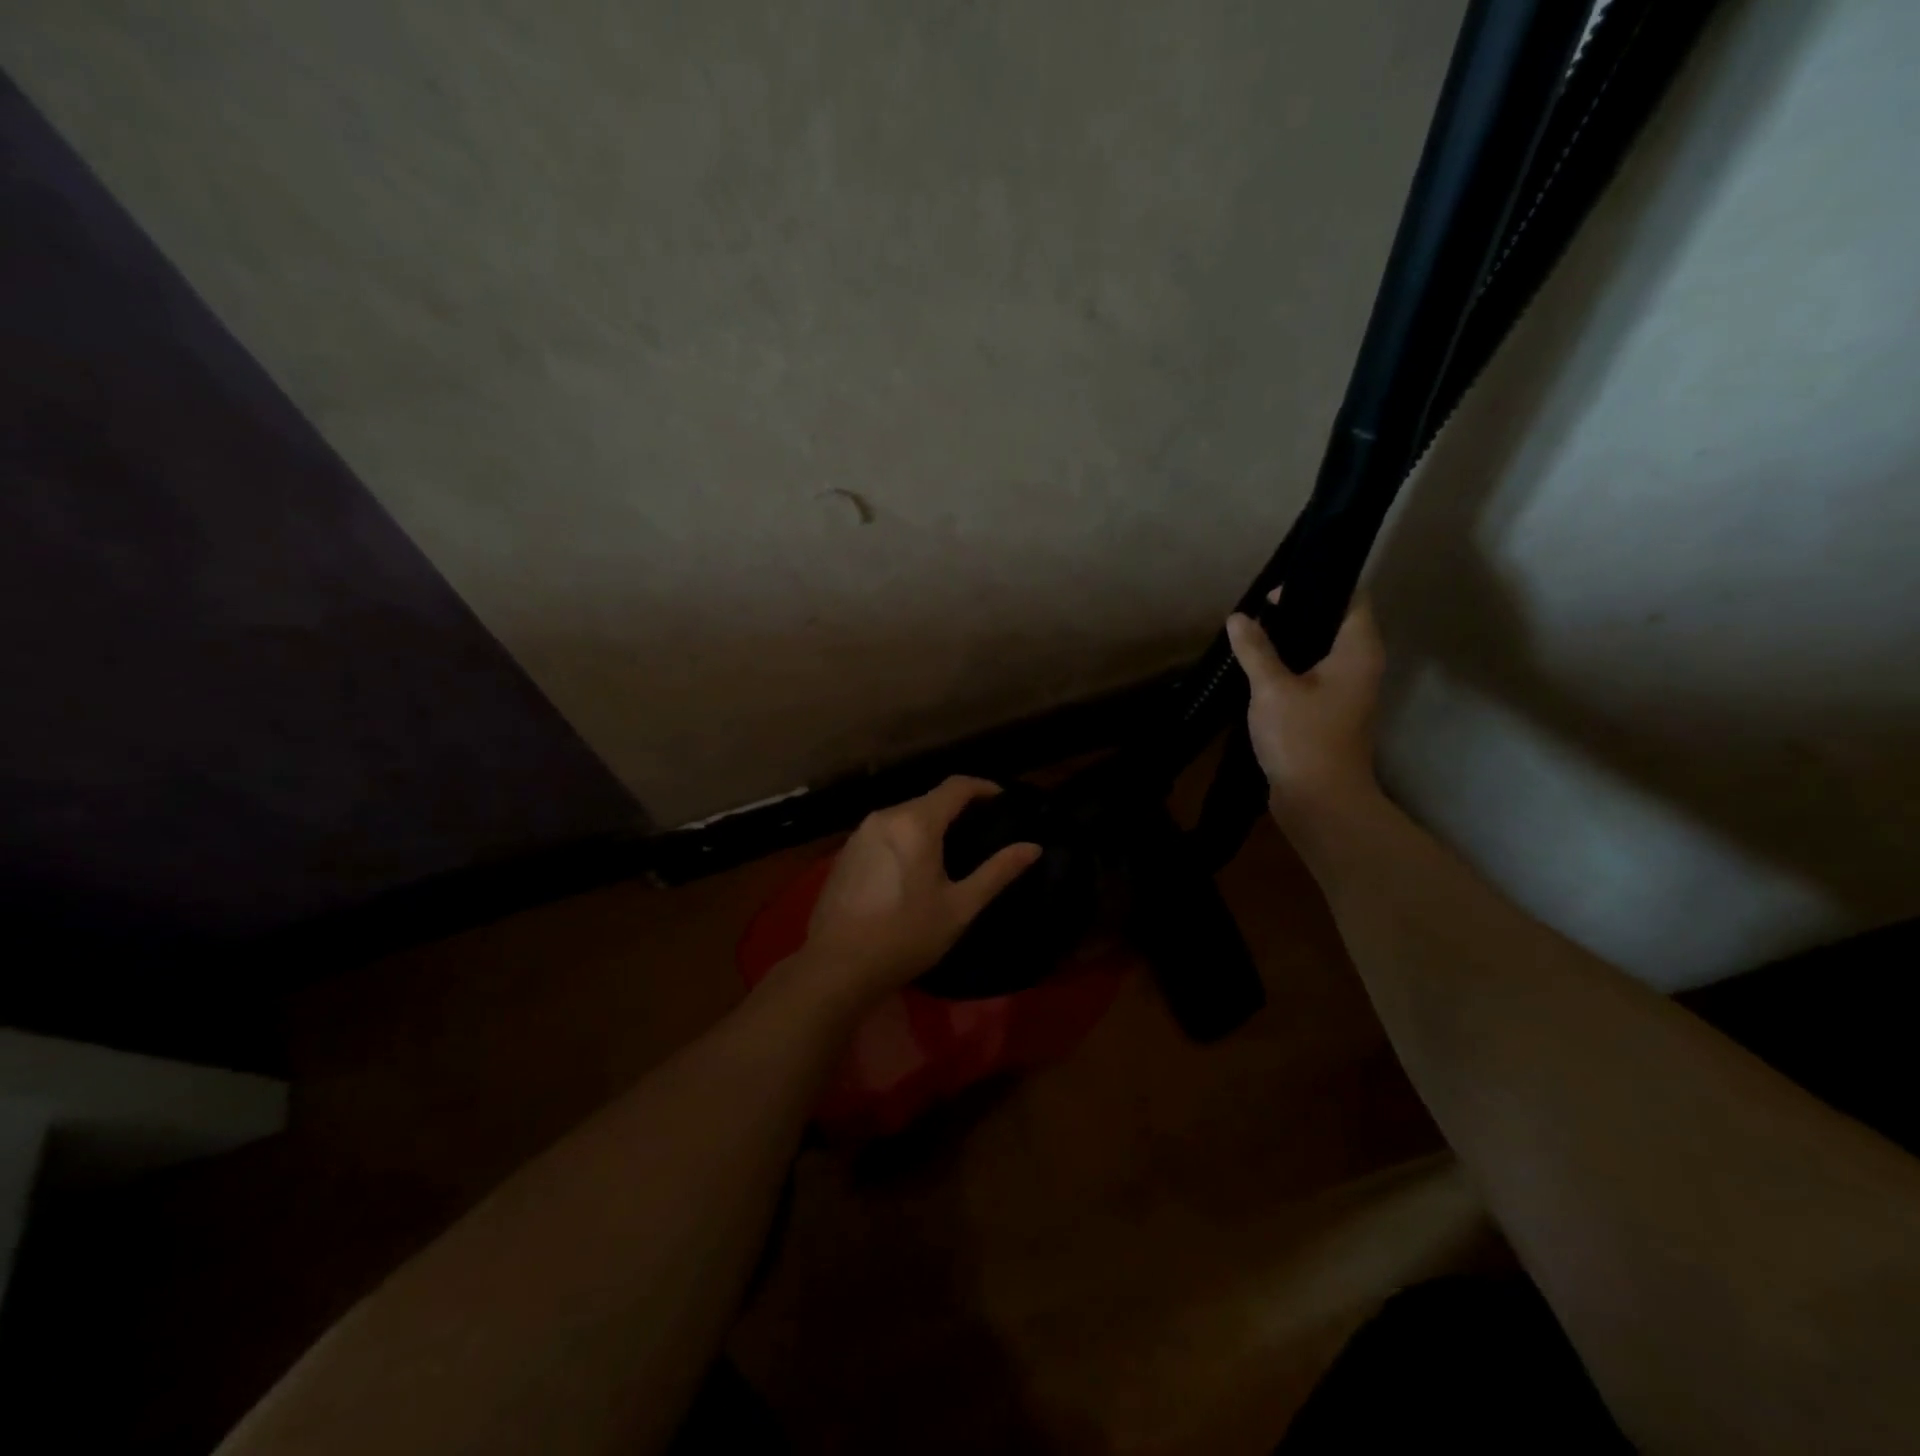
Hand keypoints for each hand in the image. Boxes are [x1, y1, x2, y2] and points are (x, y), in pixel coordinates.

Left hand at [793, 776, 1042, 1006]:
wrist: (837, 966)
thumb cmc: (906, 935)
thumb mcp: (959, 907)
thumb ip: (997, 872)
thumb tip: (1033, 847)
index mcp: (915, 822)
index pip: (956, 786)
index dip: (984, 787)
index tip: (1003, 800)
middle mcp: (885, 816)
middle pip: (929, 799)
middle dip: (957, 808)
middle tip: (982, 830)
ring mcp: (860, 833)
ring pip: (904, 815)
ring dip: (930, 823)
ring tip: (952, 849)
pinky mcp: (845, 852)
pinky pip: (885, 831)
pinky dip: (906, 837)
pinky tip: (913, 866)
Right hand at [1226, 591, 1385, 817]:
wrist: (1319, 800)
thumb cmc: (1302, 737)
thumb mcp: (1272, 687)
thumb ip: (1255, 649)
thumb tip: (1239, 617)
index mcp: (1358, 651)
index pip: (1351, 598)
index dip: (1316, 586)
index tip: (1276, 592)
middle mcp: (1361, 666)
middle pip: (1333, 624)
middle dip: (1295, 615)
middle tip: (1256, 614)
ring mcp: (1347, 692)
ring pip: (1319, 653)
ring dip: (1288, 645)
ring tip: (1251, 638)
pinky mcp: (1330, 714)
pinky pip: (1310, 678)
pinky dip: (1288, 670)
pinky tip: (1257, 672)